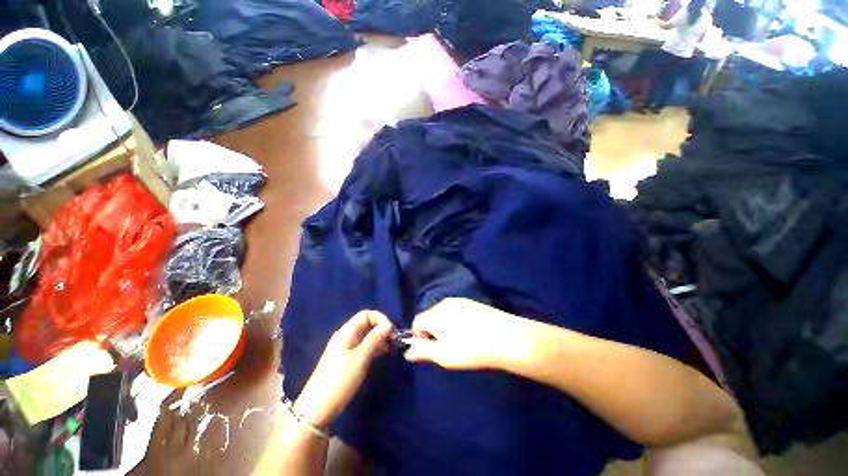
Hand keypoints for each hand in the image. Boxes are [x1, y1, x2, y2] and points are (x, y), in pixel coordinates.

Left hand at [294, 311, 393, 426]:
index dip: (381, 319)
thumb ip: (375, 339)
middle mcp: (345, 336)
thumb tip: (387, 326)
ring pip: (366, 335)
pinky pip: (363, 346)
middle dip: (382, 328)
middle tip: (394, 341)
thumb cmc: (340, 380)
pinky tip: (381, 355)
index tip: (392, 332)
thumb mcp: (360, 358)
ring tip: (391, 349)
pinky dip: (374, 347)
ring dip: (379, 338)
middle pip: (366, 323)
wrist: (316, 409)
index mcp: (346, 331)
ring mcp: (345, 348)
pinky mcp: (346, 360)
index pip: (366, 314)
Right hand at [404, 298, 529, 370]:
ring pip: (443, 313)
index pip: (416, 322)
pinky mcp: (471, 302)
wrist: (504, 336)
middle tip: (445, 346)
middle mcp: (443, 303)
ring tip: (459, 339)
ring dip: (444, 325)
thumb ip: (422, 351)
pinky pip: (456, 310)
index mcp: (433, 314)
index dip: (418, 336)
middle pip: (429, 316)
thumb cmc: (469, 349)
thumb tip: (407, 351)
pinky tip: (469, 331)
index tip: (430, 349)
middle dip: (432, 330)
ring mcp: (459, 300)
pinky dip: (456, 319)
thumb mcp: (442, 355)